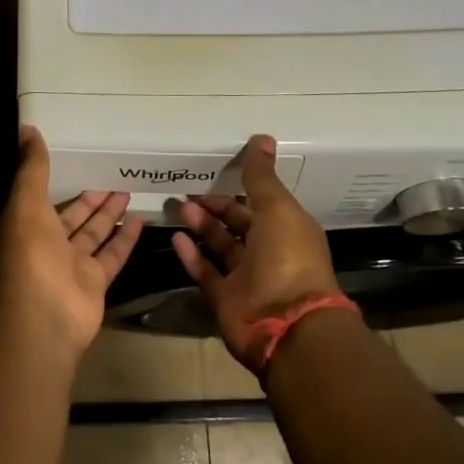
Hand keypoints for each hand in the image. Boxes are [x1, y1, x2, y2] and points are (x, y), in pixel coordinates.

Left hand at [0, 127, 143, 354]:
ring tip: (128, 189)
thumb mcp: (26, 203)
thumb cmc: (30, 254)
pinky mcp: (95, 283)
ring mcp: (71, 266)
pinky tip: (142, 218)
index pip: (40, 197)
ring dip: (109, 213)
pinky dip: (126, 239)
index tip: (75, 159)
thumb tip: (27, 127)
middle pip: (71, 216)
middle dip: (89, 197)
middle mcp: (46, 245)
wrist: (43, 317)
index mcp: (24, 225)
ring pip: (94, 234)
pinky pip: (112, 255)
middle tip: (111, 173)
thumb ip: (32, 168)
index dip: (56, 179)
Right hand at [173, 135, 342, 372]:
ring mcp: (247, 277)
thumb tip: (262, 138)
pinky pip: (205, 272)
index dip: (241, 186)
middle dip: (216, 205)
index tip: (216, 169)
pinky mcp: (226, 298)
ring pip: (220, 245)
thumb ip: (262, 176)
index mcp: (287, 229)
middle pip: (238, 222)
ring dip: (201, 225)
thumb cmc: (288, 258)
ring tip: (179, 206)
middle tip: (188, 187)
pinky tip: (175, 237)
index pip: (261, 202)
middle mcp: (269, 251)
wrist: (286, 325)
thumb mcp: (277, 209)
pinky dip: (191, 255)